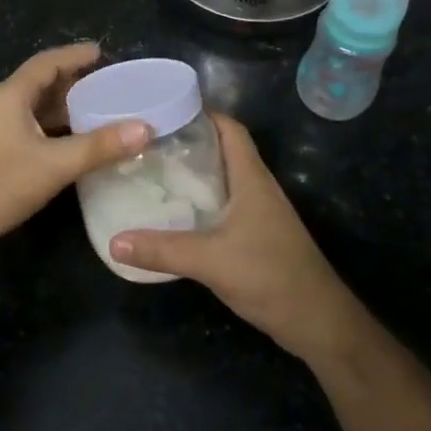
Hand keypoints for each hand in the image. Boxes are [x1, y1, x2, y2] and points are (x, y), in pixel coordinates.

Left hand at [0, 43, 150, 259]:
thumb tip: (146, 128)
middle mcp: (2, 109)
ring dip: (66, 111)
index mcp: (11, 97)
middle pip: (42, 86)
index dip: (74, 55)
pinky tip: (76, 149)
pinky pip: (33, 135)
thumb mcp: (53, 164)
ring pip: (36, 113)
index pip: (46, 63)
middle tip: (111, 86)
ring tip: (102, 114)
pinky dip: (57, 134)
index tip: (102, 52)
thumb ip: (99, 146)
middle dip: (75, 84)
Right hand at [109, 115, 359, 362]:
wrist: (316, 320)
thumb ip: (162, 250)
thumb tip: (114, 242)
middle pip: (224, 151)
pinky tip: (177, 214)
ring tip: (154, 173)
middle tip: (148, 144)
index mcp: (251, 178)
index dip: (203, 113)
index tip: (165, 111)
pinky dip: (201, 202)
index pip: (230, 129)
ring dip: (195, 174)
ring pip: (224, 180)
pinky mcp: (258, 235)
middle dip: (189, 143)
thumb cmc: (270, 275)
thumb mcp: (210, 260)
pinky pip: (225, 206)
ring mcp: (260, 213)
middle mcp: (257, 188)